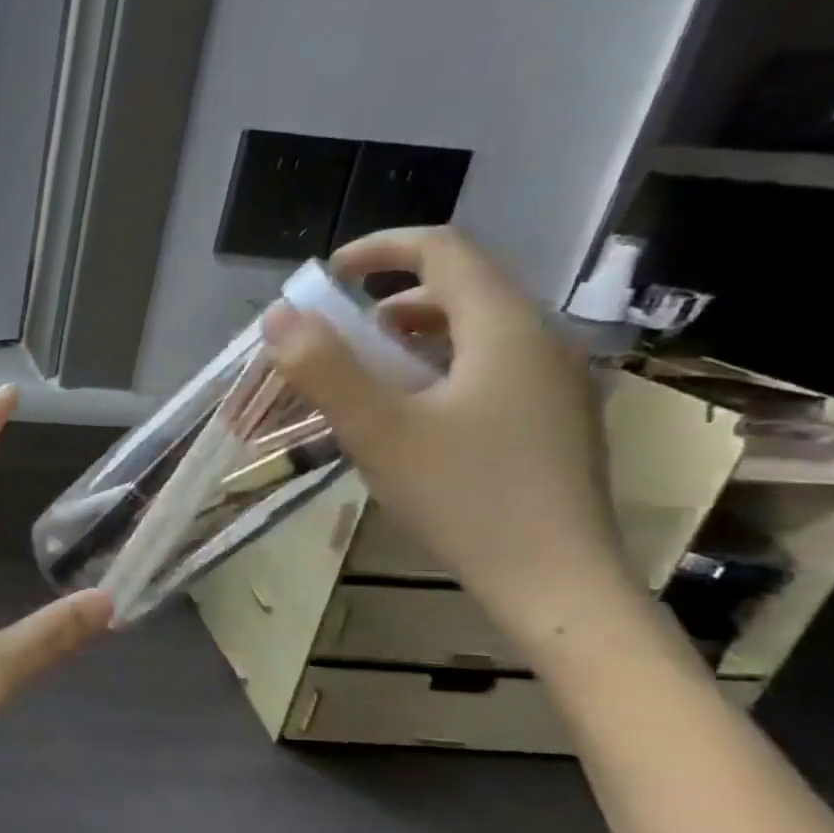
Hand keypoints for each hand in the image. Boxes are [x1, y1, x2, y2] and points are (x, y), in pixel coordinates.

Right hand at [263, 226, 630, 638]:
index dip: (381, 249)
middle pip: (460, 290)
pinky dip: (437, 370)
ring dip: (412, 339)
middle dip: (389, 301)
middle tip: (338, 339)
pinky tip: (410, 418)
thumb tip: (277, 316)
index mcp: (505, 329)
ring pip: (475, 332)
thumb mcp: (379, 430)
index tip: (328, 277)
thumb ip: (325, 368)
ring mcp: (553, 383)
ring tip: (365, 379)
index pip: (444, 251)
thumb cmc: (464, 497)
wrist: (556, 583)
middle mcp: (540, 341)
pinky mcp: (552, 420)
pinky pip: (488, 368)